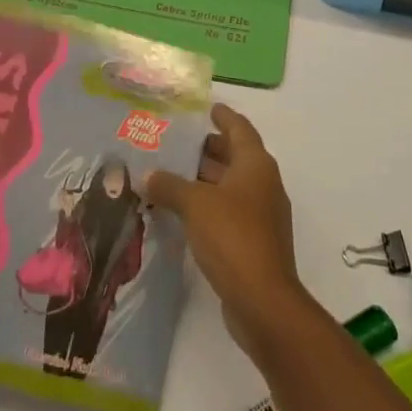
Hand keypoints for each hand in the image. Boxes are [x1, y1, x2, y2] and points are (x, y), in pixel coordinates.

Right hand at [145, 104, 302, 348]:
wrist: (264, 302)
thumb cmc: (232, 237)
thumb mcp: (195, 205)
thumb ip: (169, 186)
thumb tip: (147, 175)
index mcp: (255, 164)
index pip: (240, 128)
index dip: (224, 116)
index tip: (207, 108)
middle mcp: (263, 183)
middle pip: (236, 156)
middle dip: (210, 149)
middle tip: (178, 144)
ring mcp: (262, 214)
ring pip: (232, 185)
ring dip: (207, 179)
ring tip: (173, 175)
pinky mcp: (255, 242)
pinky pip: (230, 211)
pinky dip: (210, 205)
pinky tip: (184, 212)